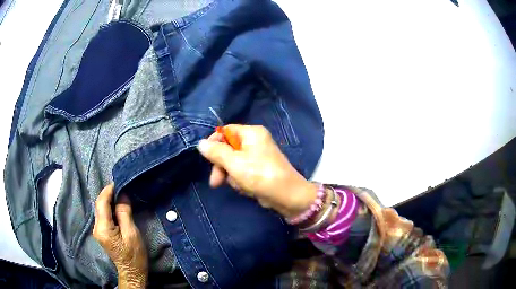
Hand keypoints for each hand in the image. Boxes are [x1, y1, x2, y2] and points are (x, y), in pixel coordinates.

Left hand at [93, 184, 147, 288]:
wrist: (132, 271)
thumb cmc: (134, 255)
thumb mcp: (132, 234)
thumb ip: (124, 213)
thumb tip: (122, 195)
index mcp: (103, 228)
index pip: (102, 203)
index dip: (108, 191)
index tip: (118, 182)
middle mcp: (96, 227)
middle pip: (99, 205)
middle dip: (109, 194)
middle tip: (121, 188)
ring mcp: (97, 230)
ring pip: (100, 209)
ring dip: (109, 201)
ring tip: (120, 195)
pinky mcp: (101, 233)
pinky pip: (103, 215)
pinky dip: (109, 208)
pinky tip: (117, 207)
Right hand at [197, 125, 316, 218]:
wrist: (287, 196)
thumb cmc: (260, 175)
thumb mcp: (235, 163)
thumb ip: (216, 152)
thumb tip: (201, 143)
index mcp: (251, 133)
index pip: (226, 131)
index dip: (214, 143)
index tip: (206, 157)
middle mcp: (255, 141)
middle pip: (228, 149)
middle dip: (222, 166)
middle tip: (216, 182)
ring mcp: (257, 156)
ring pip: (233, 163)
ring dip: (232, 176)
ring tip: (241, 185)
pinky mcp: (259, 170)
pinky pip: (242, 172)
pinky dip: (241, 181)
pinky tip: (247, 189)